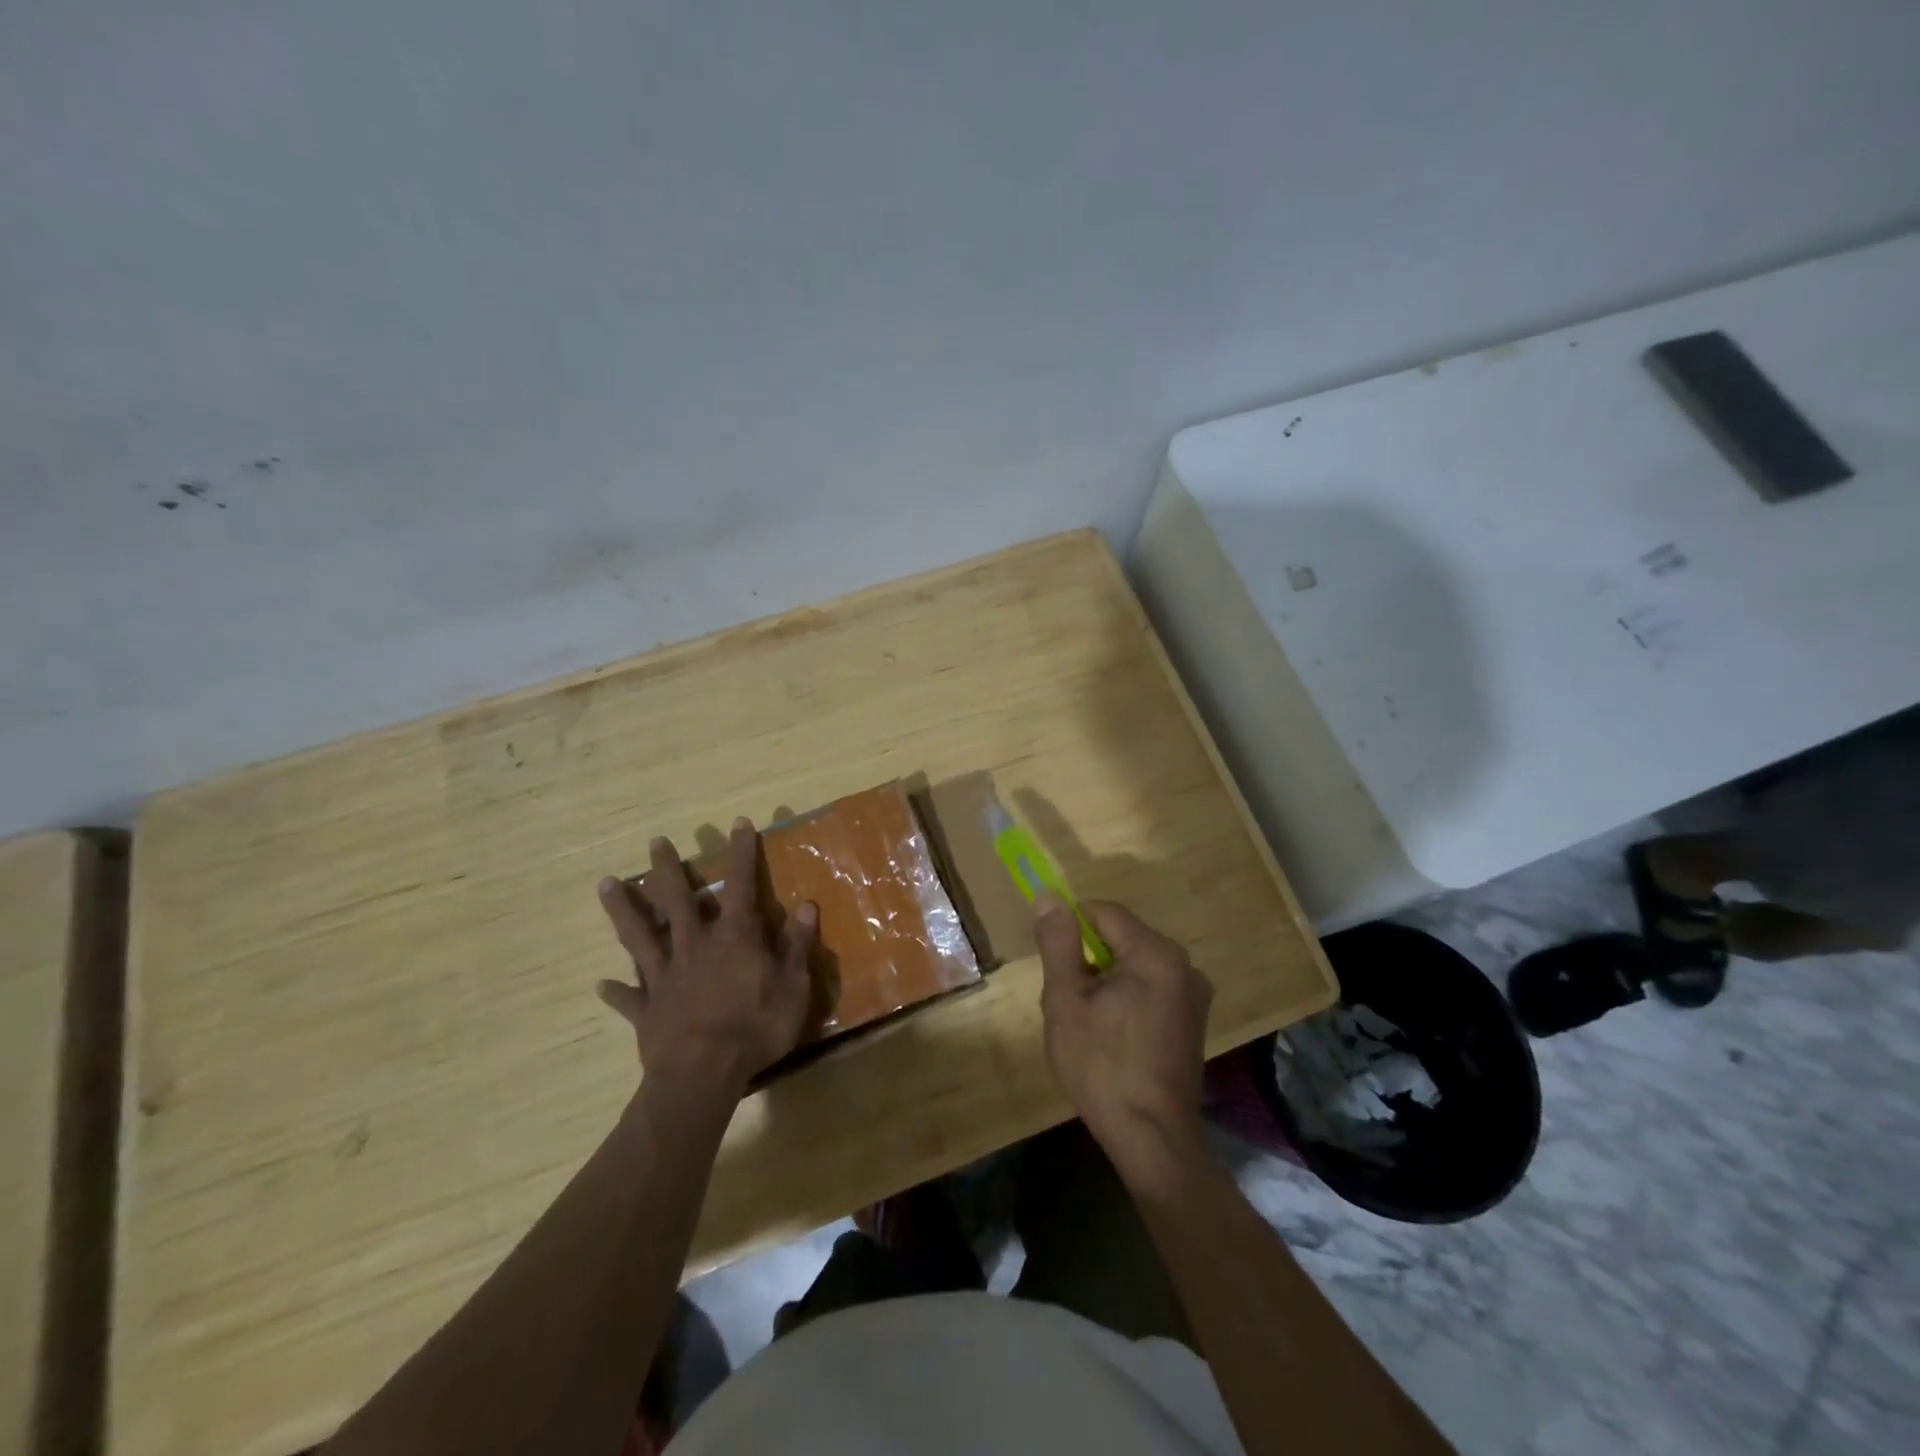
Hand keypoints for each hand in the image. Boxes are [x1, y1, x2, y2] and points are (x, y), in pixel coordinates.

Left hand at [597, 818, 816, 1098]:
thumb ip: (796, 946)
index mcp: (734, 938)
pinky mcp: (647, 1008)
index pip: (741, 885)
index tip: (738, 823)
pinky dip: (616, 990)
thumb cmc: (755, 1028)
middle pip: (677, 899)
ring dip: (623, 909)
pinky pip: (628, 995)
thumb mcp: (793, 987)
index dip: (742, 854)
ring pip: (639, 935)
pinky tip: (601, 984)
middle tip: (655, 842)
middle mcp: (695, 946)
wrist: (702, 1074)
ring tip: (605, 884)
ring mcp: (665, 976)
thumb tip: (806, 906)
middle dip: (668, 869)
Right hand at [1035, 895, 1213, 1189]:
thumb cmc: (1102, 1067)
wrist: (1152, 1139)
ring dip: (1106, 980)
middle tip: (1070, 1002)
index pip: (1104, 912)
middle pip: (1121, 937)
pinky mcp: (1194, 1019)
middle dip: (1088, 959)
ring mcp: (1194, 994)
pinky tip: (1114, 1035)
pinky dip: (1128, 997)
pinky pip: (1152, 986)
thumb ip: (1058, 943)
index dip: (1071, 929)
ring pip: (1134, 963)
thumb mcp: (1066, 1001)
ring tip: (1090, 1024)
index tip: (1055, 964)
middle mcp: (1184, 964)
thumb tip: (1049, 896)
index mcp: (1156, 954)